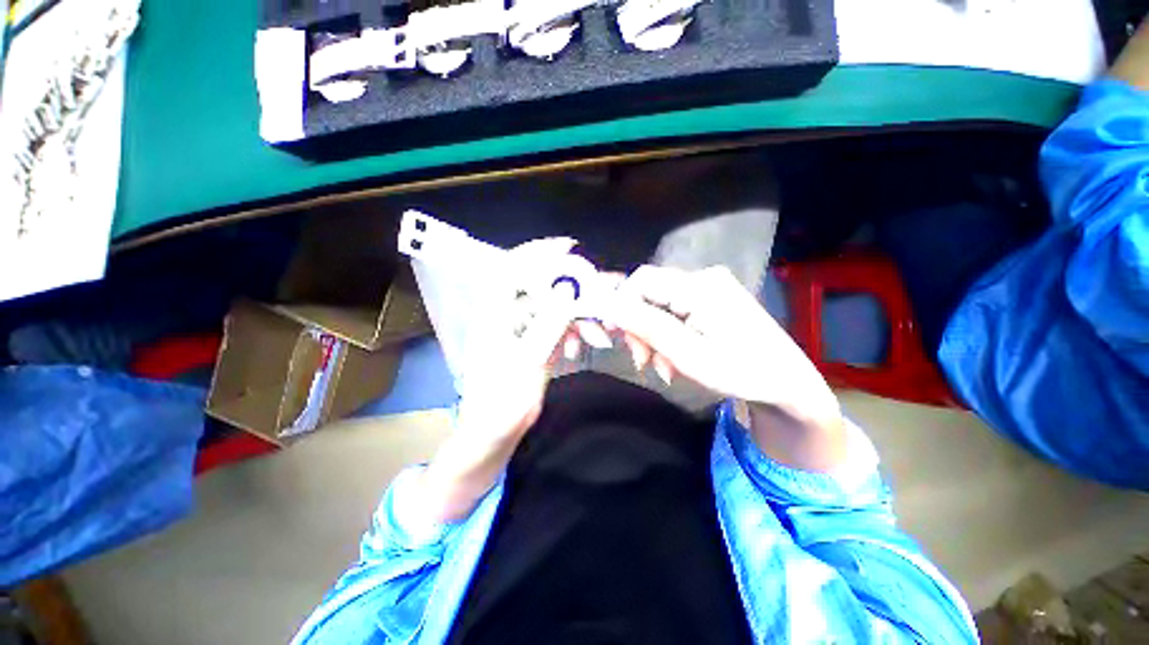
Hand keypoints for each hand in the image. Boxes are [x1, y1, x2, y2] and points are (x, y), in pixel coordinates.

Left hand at [400, 238, 598, 527]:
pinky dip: (571, 332)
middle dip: (572, 290)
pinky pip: (554, 326)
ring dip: (577, 316)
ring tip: (598, 335)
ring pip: (551, 307)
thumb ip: (548, 324)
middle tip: (600, 299)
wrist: (490, 439)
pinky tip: (580, 348)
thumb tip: (569, 289)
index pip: (512, 269)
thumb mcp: (528, 364)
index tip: (570, 247)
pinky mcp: (529, 343)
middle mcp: (505, 316)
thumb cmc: (501, 407)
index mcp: (494, 316)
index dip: (538, 253)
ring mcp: (518, 330)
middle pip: (539, 286)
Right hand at [611, 265, 847, 470]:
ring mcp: (709, 289)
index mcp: (699, 286)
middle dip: (639, 328)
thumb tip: (608, 304)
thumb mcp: (688, 354)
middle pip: (649, 294)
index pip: (641, 280)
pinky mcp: (711, 301)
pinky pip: (675, 312)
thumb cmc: (742, 372)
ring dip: (652, 337)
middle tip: (642, 361)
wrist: (788, 384)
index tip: (615, 335)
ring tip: (663, 368)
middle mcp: (703, 279)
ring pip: (659, 306)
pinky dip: (667, 336)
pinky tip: (674, 359)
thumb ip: (646, 326)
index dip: (620, 304)